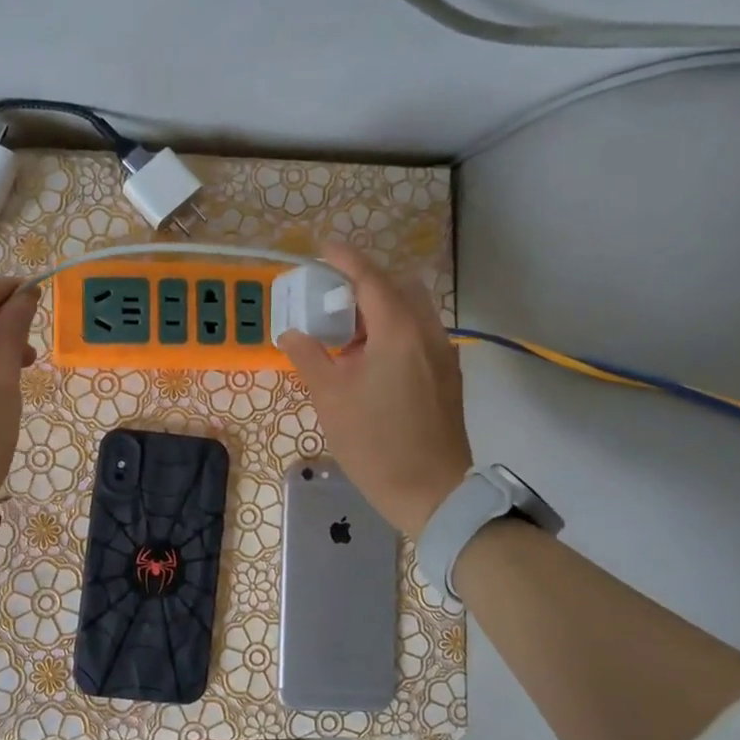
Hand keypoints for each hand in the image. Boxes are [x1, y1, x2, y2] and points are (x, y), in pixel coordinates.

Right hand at [278, 244, 471, 537]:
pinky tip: (372, 362)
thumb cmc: (375, 443)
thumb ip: (309, 357)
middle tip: (333, 303)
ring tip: (349, 337)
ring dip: (381, 310)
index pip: (370, 279)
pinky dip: (395, 331)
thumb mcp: (331, 399)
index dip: (345, 259)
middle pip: (398, 288)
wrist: (432, 492)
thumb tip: (292, 333)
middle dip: (366, 284)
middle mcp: (427, 332)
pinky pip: (420, 335)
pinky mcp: (448, 376)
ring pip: (413, 311)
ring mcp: (443, 354)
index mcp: (398, 331)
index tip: (322, 247)